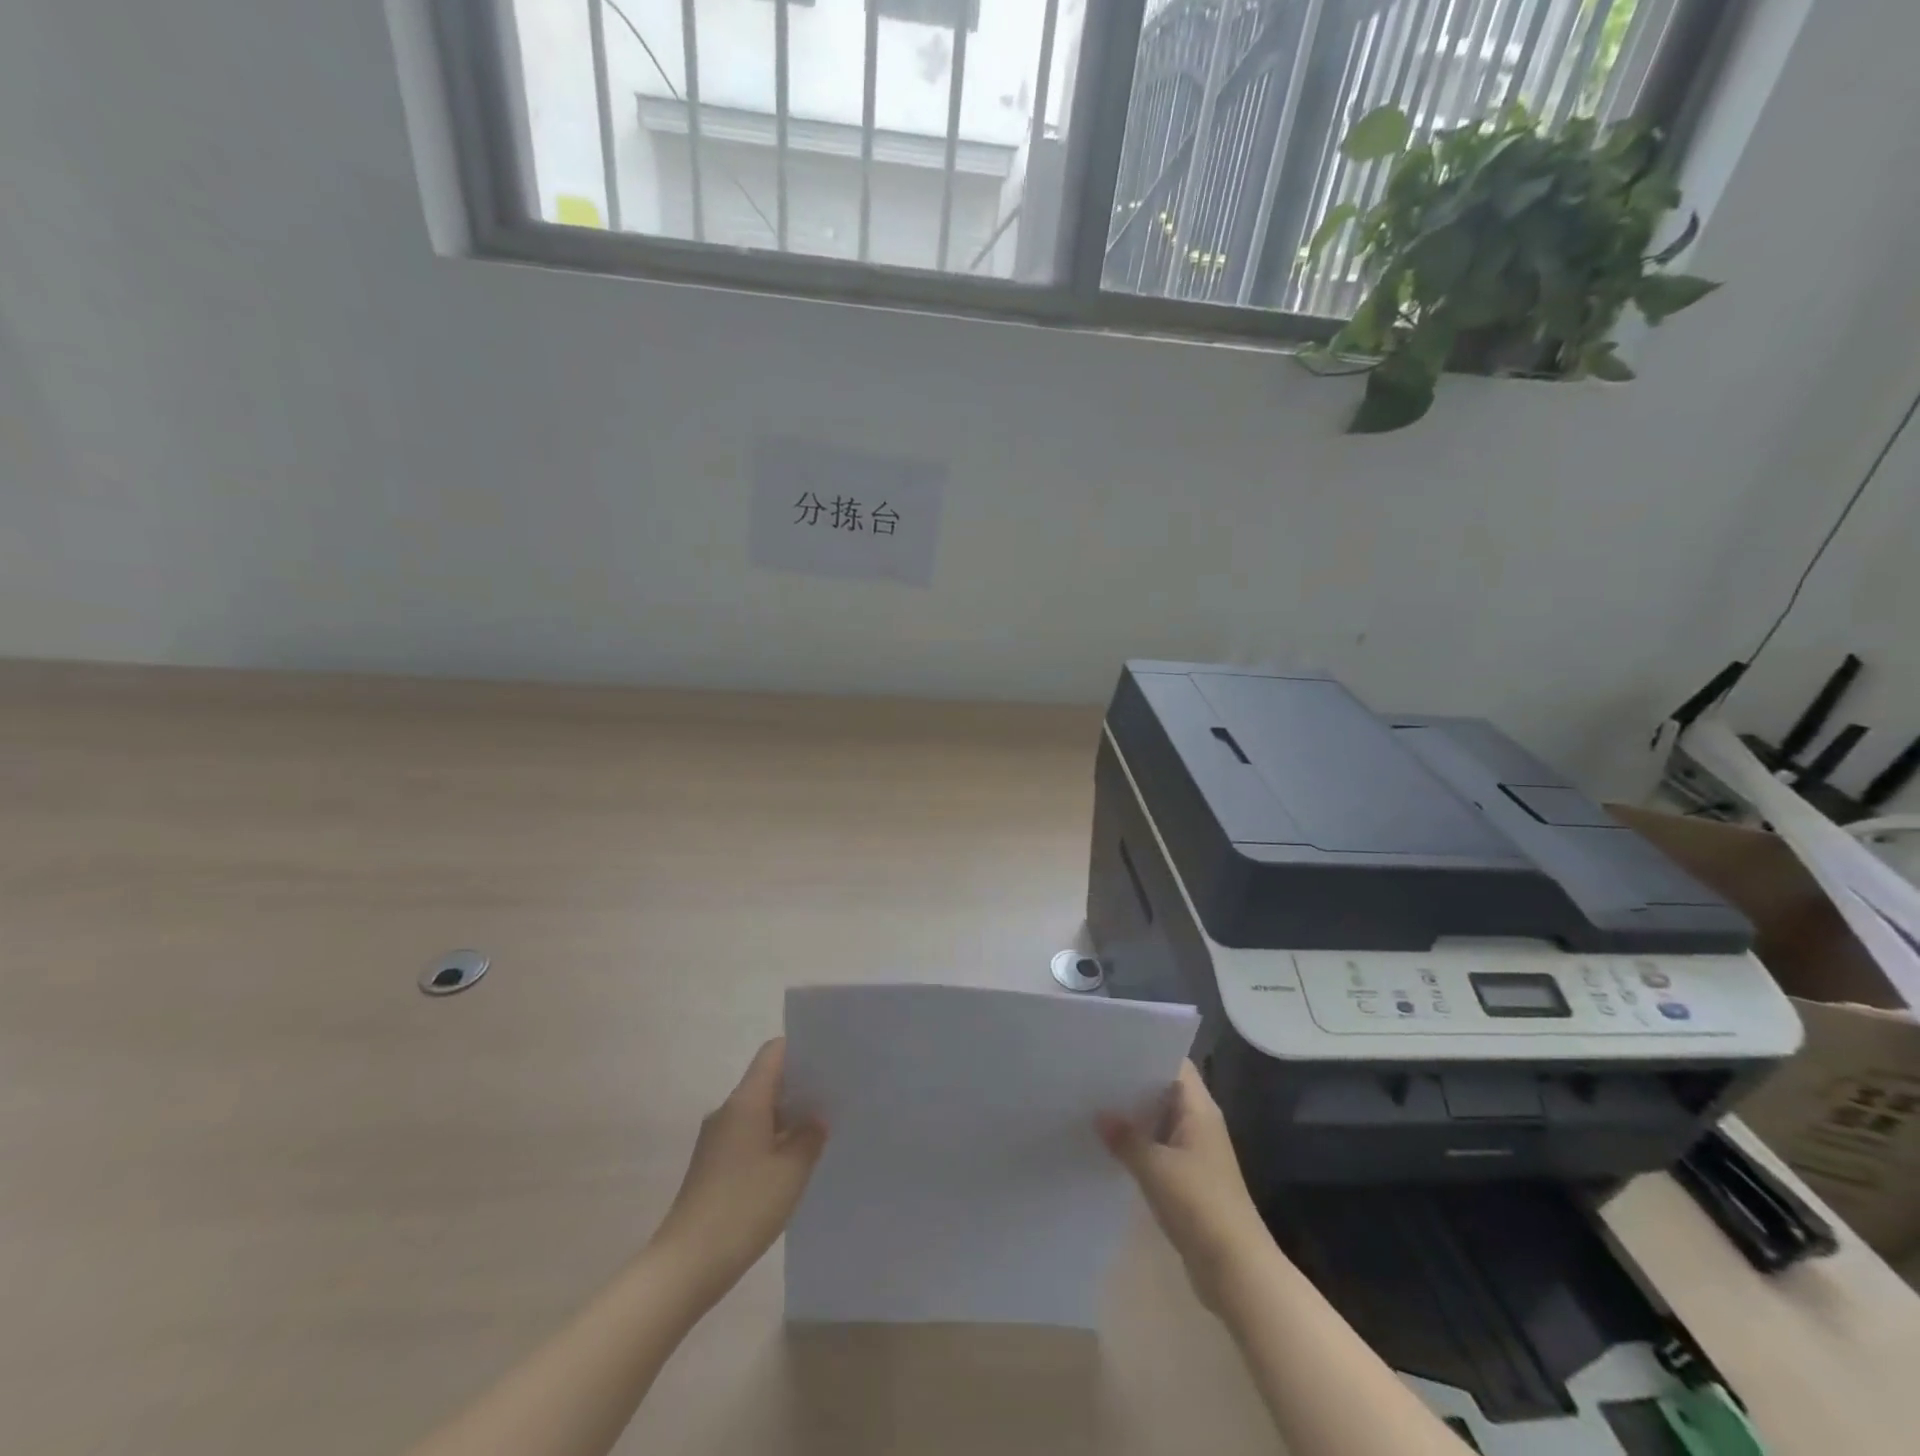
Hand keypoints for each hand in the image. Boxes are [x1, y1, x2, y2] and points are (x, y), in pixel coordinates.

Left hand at [648, 1038, 826, 1307]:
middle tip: (833, 1098)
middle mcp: (727, 1111)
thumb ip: (810, 1136)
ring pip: (757, 1111)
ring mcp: (716, 1139)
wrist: (685, 1266)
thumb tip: (816, 1119)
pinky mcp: (711, 1165)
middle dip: (799, 1086)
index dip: (801, 1050)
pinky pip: (747, 1136)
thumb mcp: (792, 1171)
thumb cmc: (743, 1208)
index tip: (828, 1061)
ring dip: (786, 1117)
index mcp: (745, 1101)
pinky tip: (790, 1164)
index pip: (773, 1053)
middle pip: (766, 1080)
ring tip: (818, 1132)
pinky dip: (770, 1140)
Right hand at [1099, 1060, 1274, 1311]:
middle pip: (1164, 1090)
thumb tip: (1099, 1114)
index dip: (1146, 1051)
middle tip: (1092, 1073)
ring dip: (1133, 1116)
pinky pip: (1158, 1148)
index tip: (1111, 1046)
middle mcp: (1199, 1123)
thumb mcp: (1155, 1168)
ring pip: (1159, 1121)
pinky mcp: (1188, 1178)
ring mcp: (1195, 1152)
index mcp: (1199, 1109)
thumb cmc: (1200, 1206)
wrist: (1236, 1270)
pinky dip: (1138, 1144)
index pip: (1174, 1063)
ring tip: (1092, 1103)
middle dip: (1132, 1083)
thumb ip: (1125, 1138)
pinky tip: (1109, 1145)